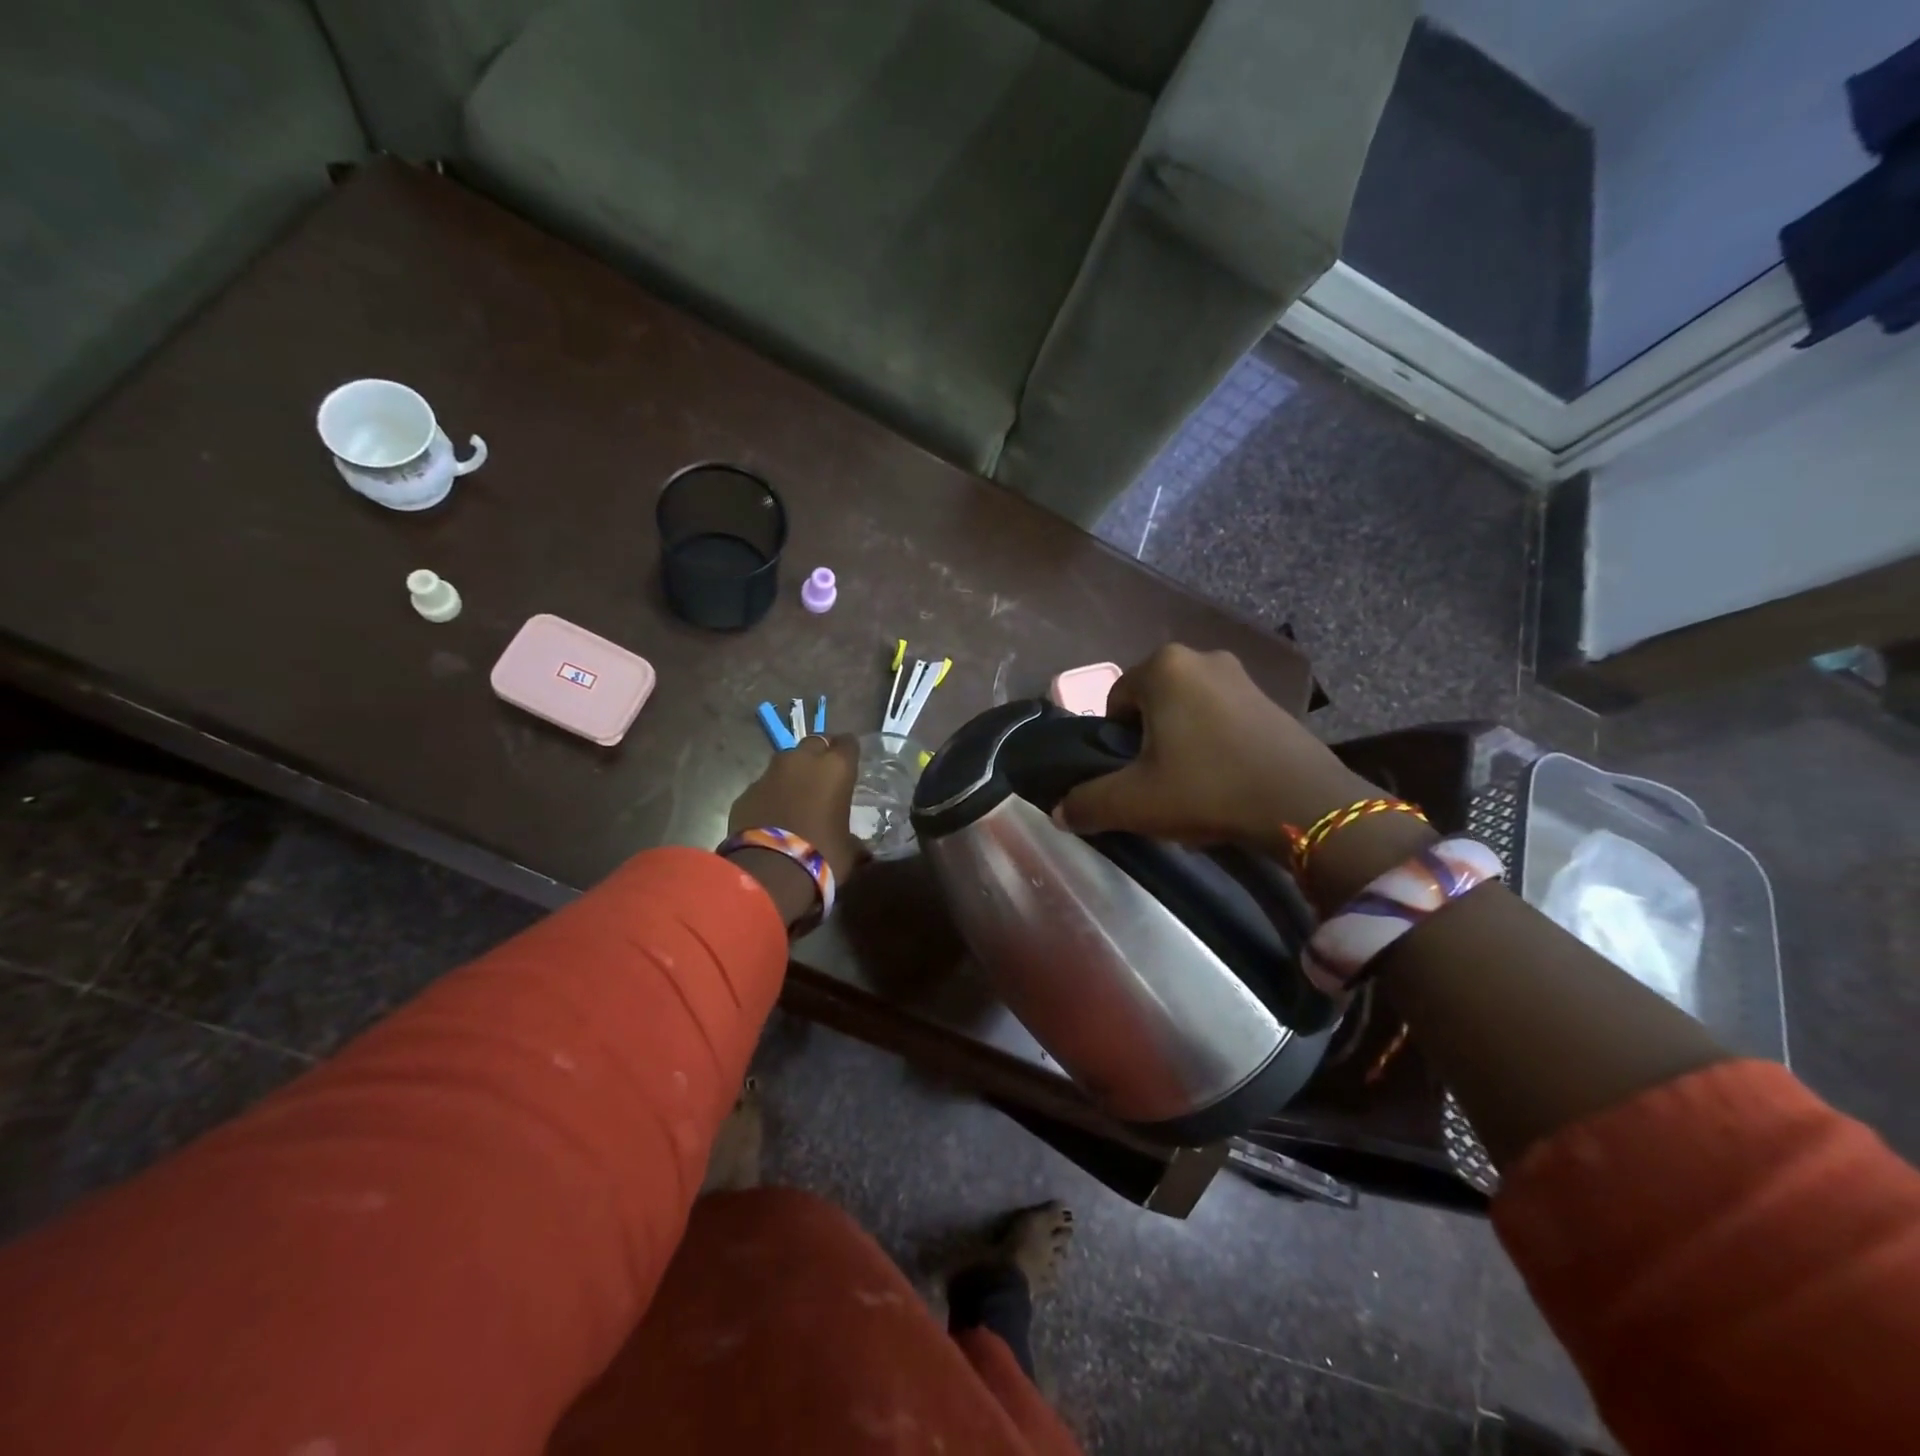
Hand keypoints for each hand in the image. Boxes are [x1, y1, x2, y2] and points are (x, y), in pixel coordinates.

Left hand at [727, 733, 864, 881]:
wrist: (770, 872)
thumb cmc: (821, 855)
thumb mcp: (849, 851)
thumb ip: (855, 841)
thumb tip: (861, 849)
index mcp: (835, 768)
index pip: (848, 743)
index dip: (849, 752)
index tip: (850, 766)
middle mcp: (802, 761)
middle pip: (814, 743)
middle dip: (819, 757)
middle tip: (823, 779)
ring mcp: (770, 773)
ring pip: (786, 762)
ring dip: (793, 774)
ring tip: (797, 798)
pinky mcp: (747, 791)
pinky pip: (764, 785)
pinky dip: (771, 795)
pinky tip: (773, 816)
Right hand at [1055, 645, 1372, 851]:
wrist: (1305, 806)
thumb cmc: (1208, 789)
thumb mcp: (1134, 803)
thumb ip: (1087, 803)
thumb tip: (1060, 812)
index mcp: (1163, 666)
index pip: (1114, 702)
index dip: (1114, 744)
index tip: (1131, 777)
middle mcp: (1201, 657)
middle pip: (1150, 705)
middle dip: (1147, 741)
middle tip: (1158, 783)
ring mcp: (1241, 675)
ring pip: (1186, 711)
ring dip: (1180, 742)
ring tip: (1192, 785)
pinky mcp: (1271, 698)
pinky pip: (1221, 717)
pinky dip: (1213, 743)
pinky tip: (1224, 779)